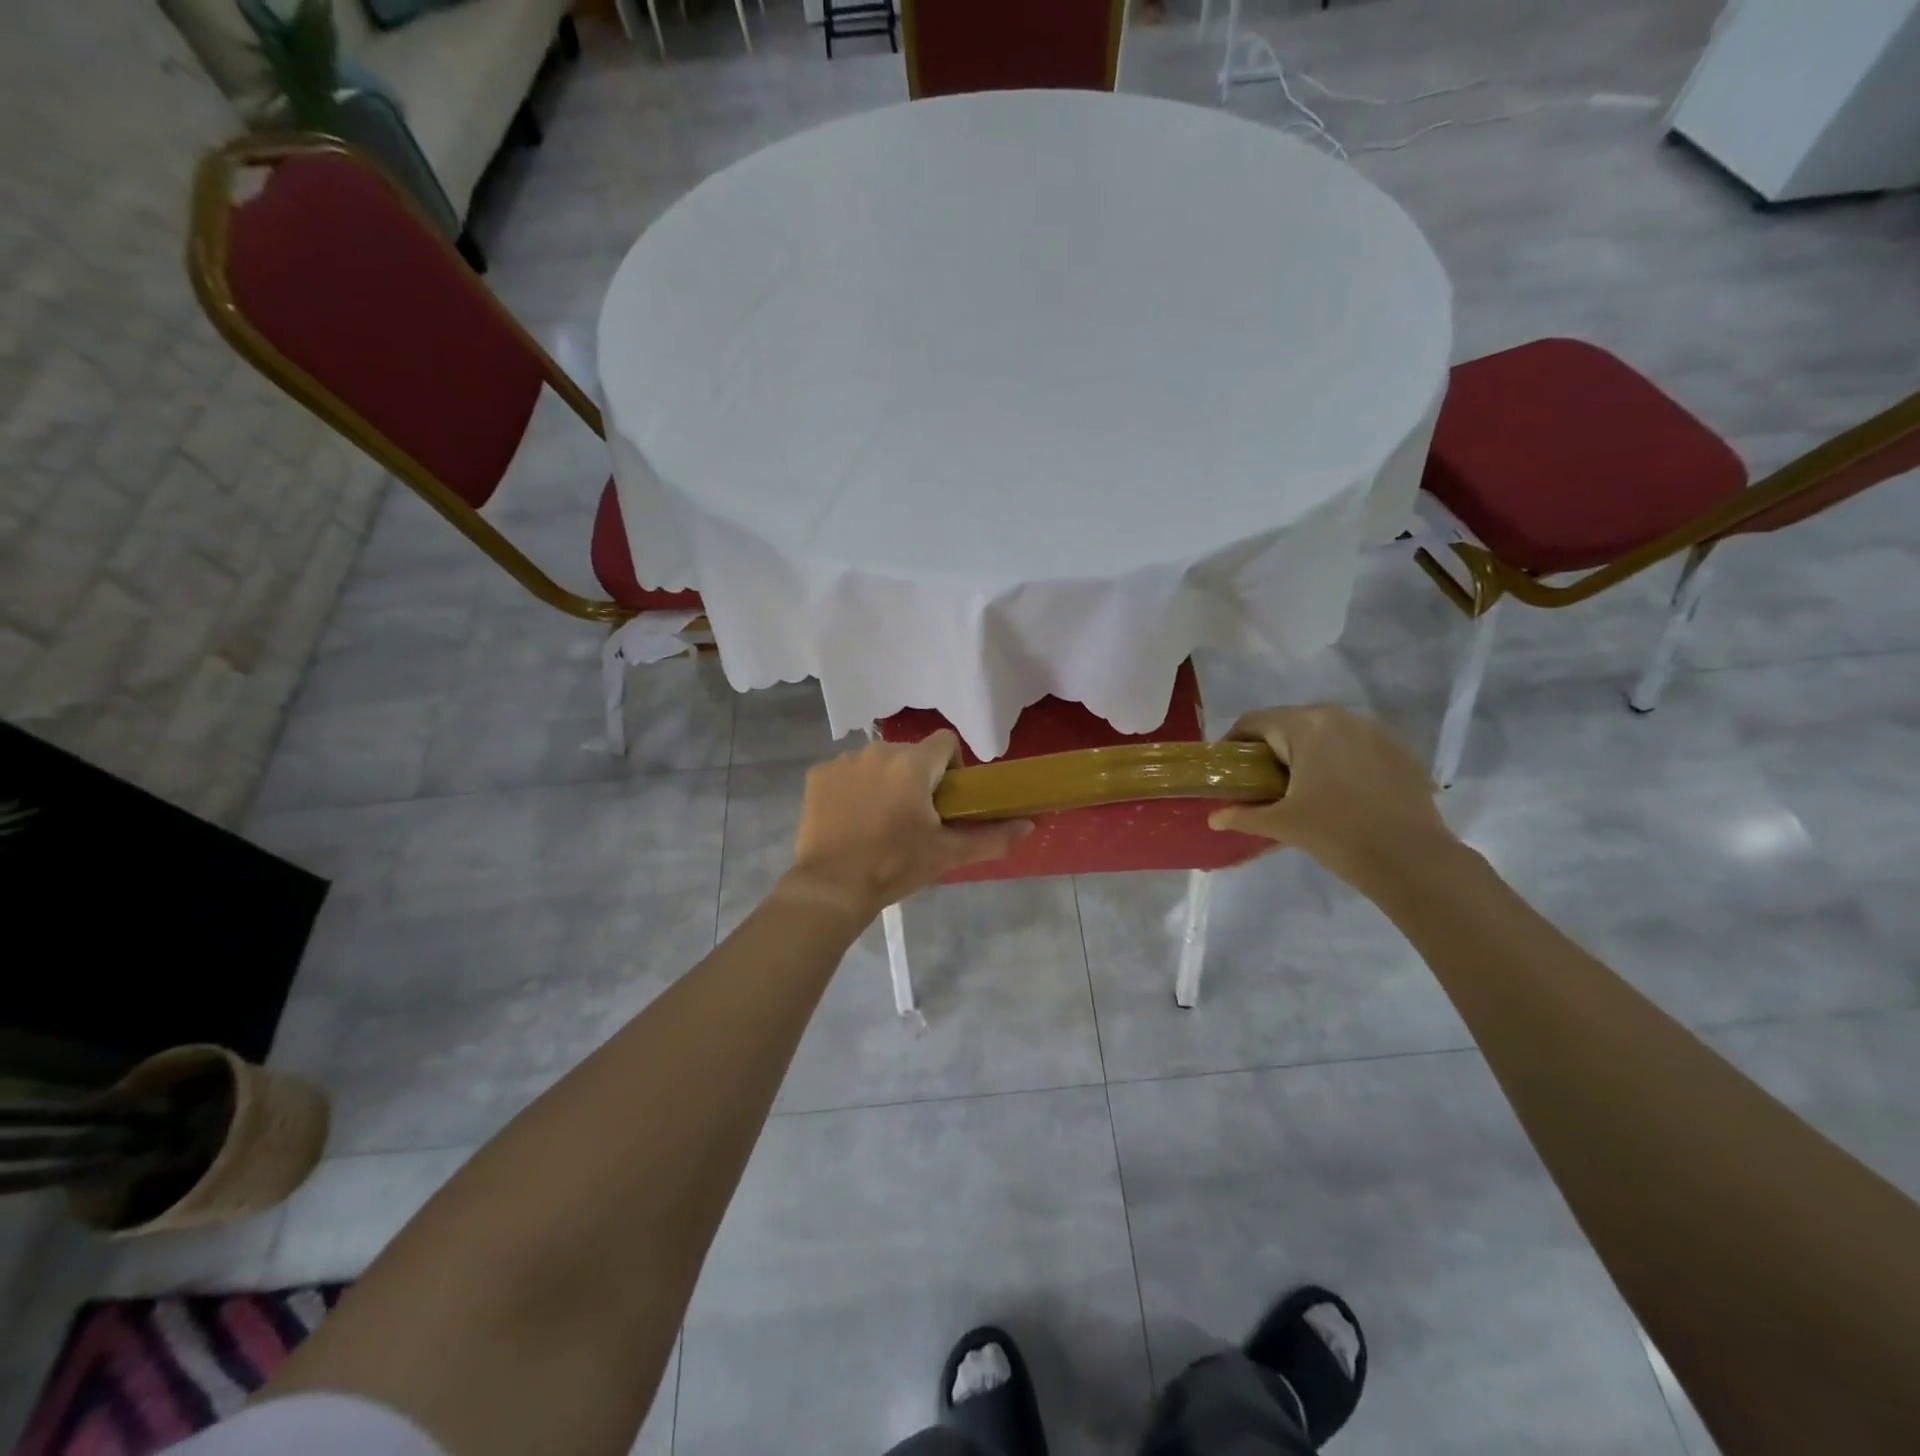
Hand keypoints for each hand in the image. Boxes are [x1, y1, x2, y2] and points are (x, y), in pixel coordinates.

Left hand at [779, 732, 1031, 921]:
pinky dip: (853, 789)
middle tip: (915, 819)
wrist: (831, 887)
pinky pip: (846, 773)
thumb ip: (992, 836)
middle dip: (918, 778)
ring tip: (880, 822)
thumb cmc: (895, 866)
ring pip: (877, 762)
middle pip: (910, 754)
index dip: (953, 766)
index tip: (947, 799)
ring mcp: (844, 762)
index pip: (945, 741)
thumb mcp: (947, 853)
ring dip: (885, 782)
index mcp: (912, 764)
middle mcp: (878, 751)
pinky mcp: (818, 775)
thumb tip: (1029, 825)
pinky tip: (851, 820)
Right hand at [1207, 705, 1453, 882]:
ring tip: (1301, 786)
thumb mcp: (1283, 824)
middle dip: (1271, 748)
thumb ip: (1243, 816)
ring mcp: (1375, 730)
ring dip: (1307, 752)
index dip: (1233, 743)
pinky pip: (1355, 745)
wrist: (1411, 859)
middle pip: (1290, 723)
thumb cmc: (1336, 834)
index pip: (1254, 722)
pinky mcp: (1399, 749)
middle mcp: (1340, 716)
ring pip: (1325, 732)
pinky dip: (1339, 760)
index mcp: (1306, 726)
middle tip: (1261, 782)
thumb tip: (1214, 818)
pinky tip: (1340, 792)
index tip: (1227, 768)